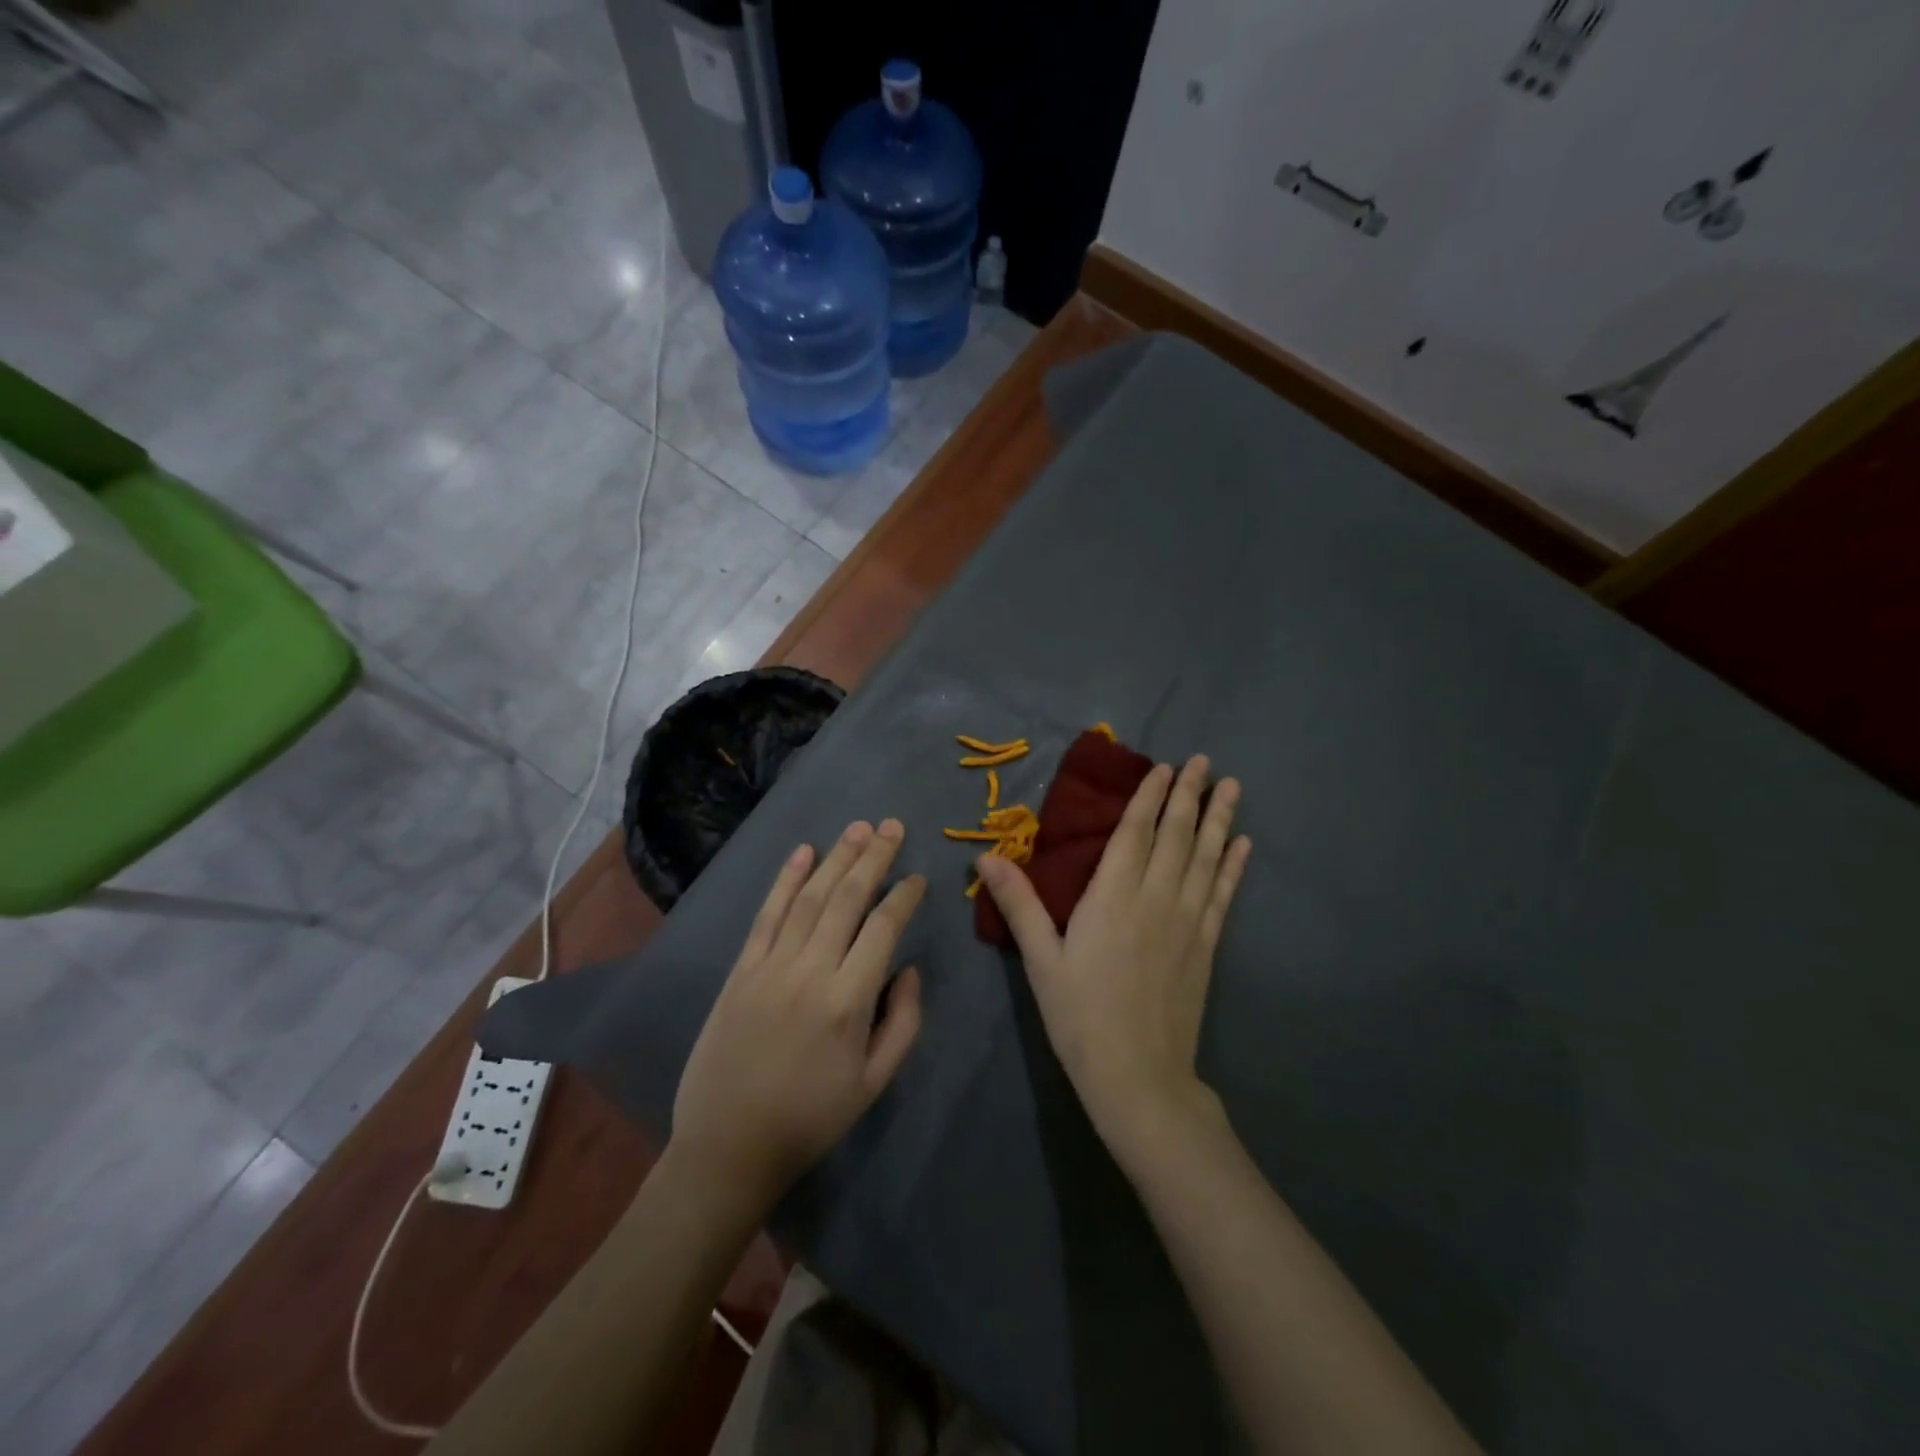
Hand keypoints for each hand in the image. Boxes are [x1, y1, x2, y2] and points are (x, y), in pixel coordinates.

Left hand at [671, 820, 925, 1216]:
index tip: (917, 877)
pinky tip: (803, 853)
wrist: (728, 1147)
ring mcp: (770, 966)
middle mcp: (810, 971)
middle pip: (846, 899)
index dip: (903, 897)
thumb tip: (910, 969)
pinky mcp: (741, 970)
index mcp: (848, 1001)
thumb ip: (903, 1022)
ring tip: (859, 828)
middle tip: (892, 826)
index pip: (883, 929)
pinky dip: (785, 880)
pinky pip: (766, 915)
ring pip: (808, 898)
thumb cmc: (811, 1119)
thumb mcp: (874, 1084)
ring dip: (836, 858)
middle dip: (873, 858)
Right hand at [976, 756, 1250, 1155]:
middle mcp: (1156, 898)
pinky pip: (1223, 894)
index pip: (1135, 833)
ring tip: (1231, 786)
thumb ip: (1018, 905)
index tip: (1162, 767)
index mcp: (1113, 897)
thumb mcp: (1041, 960)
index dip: (1148, 797)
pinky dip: (1233, 866)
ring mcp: (1187, 921)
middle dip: (1189, 794)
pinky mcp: (1206, 945)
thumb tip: (986, 857)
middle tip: (1203, 760)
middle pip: (1176, 835)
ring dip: (1218, 818)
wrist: (1138, 1076)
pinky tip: (1243, 844)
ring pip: (1205, 857)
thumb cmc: (1080, 1016)